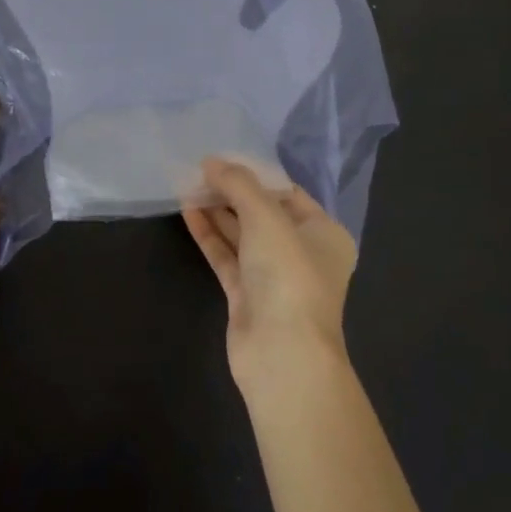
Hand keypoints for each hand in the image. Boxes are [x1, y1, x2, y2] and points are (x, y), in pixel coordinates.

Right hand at [182, 157, 356, 396]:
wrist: (282, 354)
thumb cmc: (288, 274)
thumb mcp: (266, 217)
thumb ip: (238, 184)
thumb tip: (211, 161)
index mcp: (324, 233)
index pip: (288, 193)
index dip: (256, 174)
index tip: (224, 157)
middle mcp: (302, 253)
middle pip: (263, 213)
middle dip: (232, 192)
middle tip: (199, 170)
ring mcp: (273, 277)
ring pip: (242, 235)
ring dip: (217, 211)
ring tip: (187, 184)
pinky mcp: (247, 297)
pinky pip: (227, 257)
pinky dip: (210, 235)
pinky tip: (188, 212)